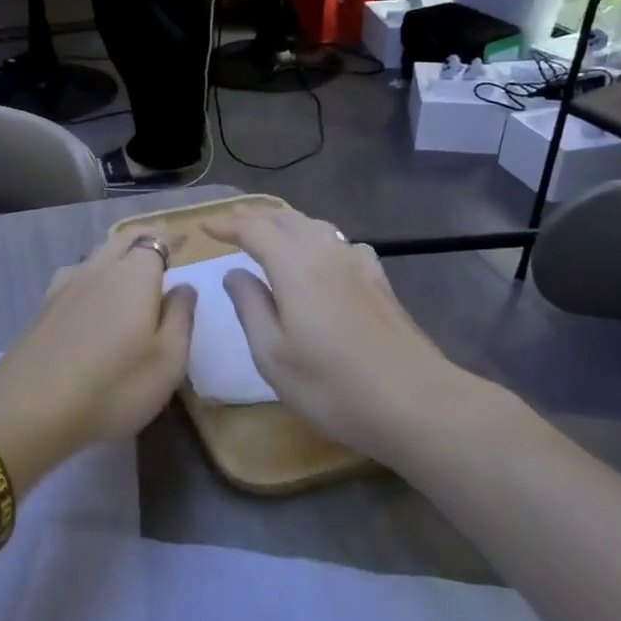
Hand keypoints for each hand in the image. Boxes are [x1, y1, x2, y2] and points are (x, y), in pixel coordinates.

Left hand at [0, 228, 195, 490]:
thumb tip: (184, 287)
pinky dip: (93, 273)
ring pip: (97, 255)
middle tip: (162, 243)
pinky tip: (90, 289)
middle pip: (123, 240)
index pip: (155, 241)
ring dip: (117, 252)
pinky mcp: (44, 307)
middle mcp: (99, 269)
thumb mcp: (168, 360)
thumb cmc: (114, 385)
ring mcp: (66, 286)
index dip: (170, 238)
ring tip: (129, 265)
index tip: (184, 238)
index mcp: (134, 275)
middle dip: (144, 237)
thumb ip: (180, 317)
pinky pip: (76, 274)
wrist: (31, 406)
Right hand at [202, 207, 492, 465]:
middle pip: (287, 219)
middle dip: (255, 217)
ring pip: (316, 227)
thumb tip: (235, 273)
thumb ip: (250, 306)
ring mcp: (358, 266)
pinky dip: (319, 239)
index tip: (204, 228)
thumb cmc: (331, 384)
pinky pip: (341, 243)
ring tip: (269, 231)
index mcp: (294, 266)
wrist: (416, 403)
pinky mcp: (380, 283)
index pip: (254, 229)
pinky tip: (324, 255)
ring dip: (286, 223)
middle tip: (231, 223)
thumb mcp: (271, 353)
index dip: (227, 225)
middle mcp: (326, 253)